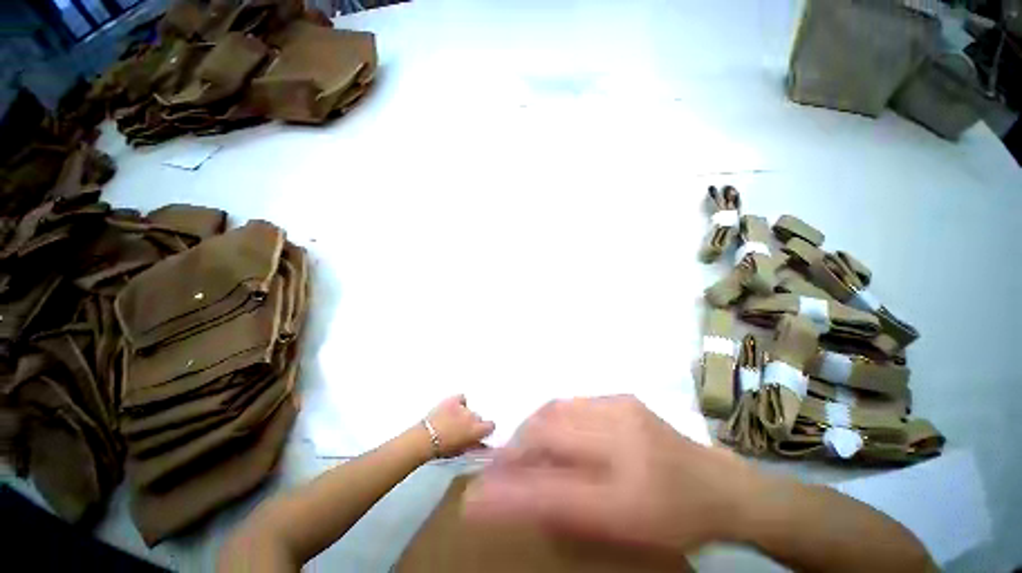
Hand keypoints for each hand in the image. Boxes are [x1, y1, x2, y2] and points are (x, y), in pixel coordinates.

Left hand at [424, 395, 494, 457]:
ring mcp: (463, 407)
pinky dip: (459, 402)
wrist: (425, 439)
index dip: (485, 429)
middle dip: (472, 422)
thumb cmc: (444, 449)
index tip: (479, 433)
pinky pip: (461, 398)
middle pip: (478, 417)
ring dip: (464, 414)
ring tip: (453, 419)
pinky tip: (453, 407)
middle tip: (462, 429)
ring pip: (469, 409)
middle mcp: (473, 416)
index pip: (491, 425)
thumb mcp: (462, 451)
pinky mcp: (453, 399)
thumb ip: (475, 446)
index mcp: (477, 430)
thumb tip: (482, 444)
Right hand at [462, 395, 768, 552]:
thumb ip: (564, 515)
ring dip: (532, 428)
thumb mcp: (622, 533)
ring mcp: (622, 408)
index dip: (509, 488)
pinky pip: (573, 402)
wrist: (720, 485)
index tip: (479, 495)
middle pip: (547, 431)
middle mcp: (622, 439)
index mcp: (628, 492)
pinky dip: (553, 417)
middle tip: (505, 466)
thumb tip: (516, 500)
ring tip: (527, 448)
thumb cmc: (673, 520)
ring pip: (556, 409)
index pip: (551, 488)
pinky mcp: (623, 397)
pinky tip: (556, 432)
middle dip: (516, 447)